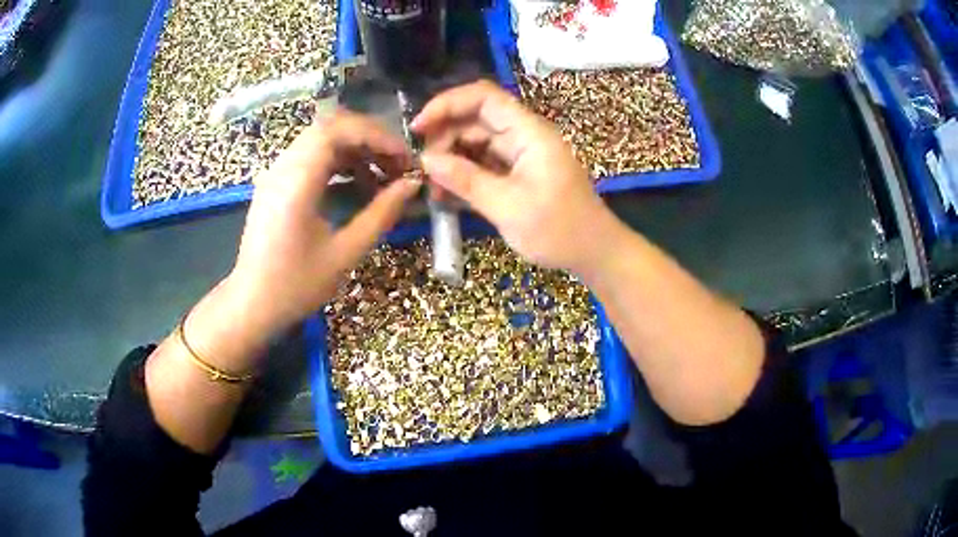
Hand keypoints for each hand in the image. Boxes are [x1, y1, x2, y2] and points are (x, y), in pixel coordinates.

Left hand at [224, 110, 420, 343]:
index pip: (339, 130)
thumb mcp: (345, 253)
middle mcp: (283, 166)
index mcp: (297, 181)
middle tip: (398, 164)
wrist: (252, 304)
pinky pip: (311, 156)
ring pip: (322, 139)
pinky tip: (357, 185)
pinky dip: (339, 162)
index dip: (377, 136)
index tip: (405, 159)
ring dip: (356, 150)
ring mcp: (276, 173)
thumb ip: (381, 214)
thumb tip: (412, 186)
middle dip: (370, 140)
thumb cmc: (296, 285)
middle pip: (331, 127)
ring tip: (383, 176)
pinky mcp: (276, 183)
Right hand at [412, 80, 616, 272]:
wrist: (594, 253)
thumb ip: (466, 180)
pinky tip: (446, 195)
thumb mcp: (508, 207)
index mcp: (529, 133)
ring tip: (432, 189)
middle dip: (444, 138)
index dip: (447, 104)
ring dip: (451, 160)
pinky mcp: (518, 173)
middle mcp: (524, 136)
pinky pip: (484, 164)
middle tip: (423, 170)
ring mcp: (521, 154)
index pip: (484, 97)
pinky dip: (464, 175)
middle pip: (475, 119)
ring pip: (476, 143)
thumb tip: (426, 160)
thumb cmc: (559, 231)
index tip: (418, 128)